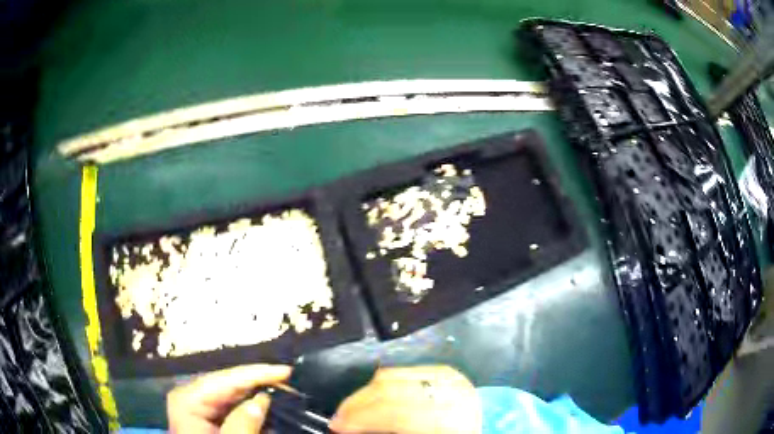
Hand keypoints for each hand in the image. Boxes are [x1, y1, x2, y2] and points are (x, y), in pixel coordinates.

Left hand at [167, 364, 291, 433]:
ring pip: (230, 393)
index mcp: (188, 399)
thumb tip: (262, 399)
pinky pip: (230, 405)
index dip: (257, 373)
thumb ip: (242, 425)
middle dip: (259, 381)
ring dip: (257, 392)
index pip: (225, 379)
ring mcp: (197, 405)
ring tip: (285, 389)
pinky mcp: (205, 415)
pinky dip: (250, 406)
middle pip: (228, 383)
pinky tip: (267, 405)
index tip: (287, 371)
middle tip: (290, 381)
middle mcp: (190, 396)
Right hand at [329, 365, 481, 433]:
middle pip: (388, 389)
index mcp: (448, 418)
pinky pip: (405, 370)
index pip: (393, 413)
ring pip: (392, 375)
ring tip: (352, 407)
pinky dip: (383, 382)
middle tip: (339, 417)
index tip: (337, 426)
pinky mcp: (446, 371)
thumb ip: (388, 432)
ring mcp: (449, 377)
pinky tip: (373, 395)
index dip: (359, 419)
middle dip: (356, 403)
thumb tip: (353, 428)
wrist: (490, 428)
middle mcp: (450, 392)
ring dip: (365, 392)